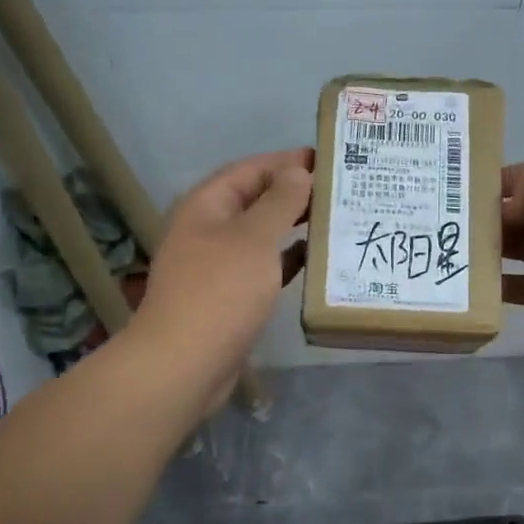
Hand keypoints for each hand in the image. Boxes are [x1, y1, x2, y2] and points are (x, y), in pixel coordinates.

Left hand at [135, 148, 313, 406]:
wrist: (185, 363)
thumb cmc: (220, 291)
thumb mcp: (255, 238)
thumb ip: (280, 202)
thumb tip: (298, 171)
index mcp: (206, 206)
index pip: (250, 169)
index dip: (286, 161)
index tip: (326, 159)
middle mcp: (208, 229)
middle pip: (254, 200)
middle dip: (293, 193)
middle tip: (338, 189)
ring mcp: (216, 265)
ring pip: (260, 234)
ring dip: (293, 226)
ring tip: (334, 219)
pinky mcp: (228, 296)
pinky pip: (263, 267)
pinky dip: (287, 259)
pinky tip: (316, 260)